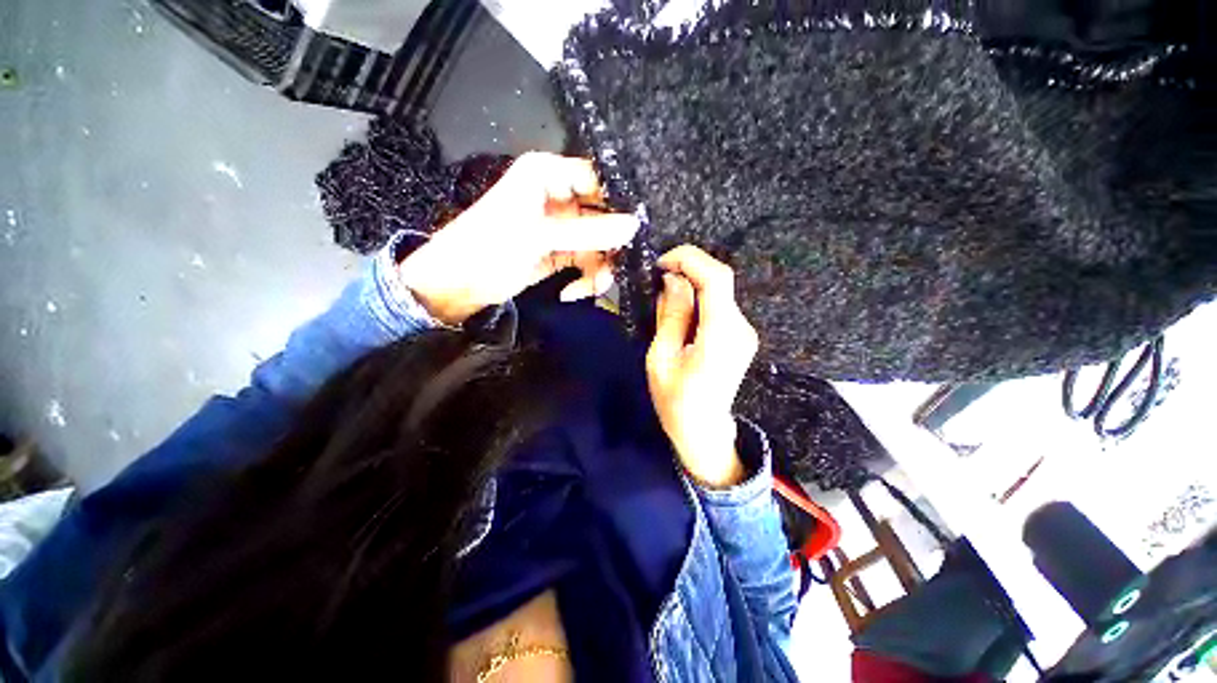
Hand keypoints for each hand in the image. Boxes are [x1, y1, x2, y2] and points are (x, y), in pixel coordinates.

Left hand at [398, 153, 639, 323]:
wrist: (457, 285)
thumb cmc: (489, 248)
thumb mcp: (540, 237)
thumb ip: (589, 232)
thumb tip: (635, 226)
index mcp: (547, 176)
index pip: (596, 180)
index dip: (617, 203)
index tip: (634, 230)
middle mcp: (557, 197)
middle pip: (602, 216)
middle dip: (609, 246)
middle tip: (615, 268)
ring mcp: (560, 227)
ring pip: (597, 243)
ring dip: (598, 269)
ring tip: (592, 289)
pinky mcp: (559, 252)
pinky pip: (585, 262)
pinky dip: (584, 279)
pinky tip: (571, 293)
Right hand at [646, 245, 758, 487]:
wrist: (703, 431)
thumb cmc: (676, 401)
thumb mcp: (661, 358)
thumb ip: (670, 316)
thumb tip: (673, 281)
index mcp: (721, 335)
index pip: (717, 279)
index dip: (690, 260)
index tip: (661, 263)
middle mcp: (741, 328)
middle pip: (719, 281)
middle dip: (687, 271)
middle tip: (658, 280)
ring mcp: (745, 332)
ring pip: (718, 292)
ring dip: (690, 286)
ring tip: (664, 300)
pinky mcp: (741, 336)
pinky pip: (719, 306)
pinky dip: (698, 300)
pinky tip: (680, 314)